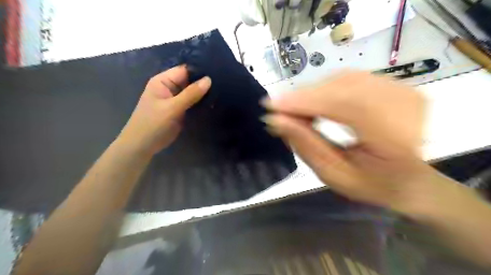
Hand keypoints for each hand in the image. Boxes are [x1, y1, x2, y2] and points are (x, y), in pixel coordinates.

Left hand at [120, 64, 213, 154]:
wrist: (143, 146)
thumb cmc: (153, 124)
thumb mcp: (172, 108)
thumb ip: (190, 94)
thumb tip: (209, 79)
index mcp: (163, 81)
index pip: (185, 70)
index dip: (200, 71)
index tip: (217, 72)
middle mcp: (169, 88)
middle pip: (190, 81)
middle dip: (204, 83)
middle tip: (223, 83)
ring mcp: (175, 100)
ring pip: (193, 92)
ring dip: (204, 94)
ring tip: (222, 92)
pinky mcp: (180, 110)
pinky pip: (192, 103)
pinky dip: (201, 103)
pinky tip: (214, 103)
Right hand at [263, 70, 438, 214]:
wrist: (411, 179)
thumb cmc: (373, 184)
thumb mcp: (334, 175)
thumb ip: (306, 146)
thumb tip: (276, 120)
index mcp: (395, 136)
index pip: (343, 105)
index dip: (304, 102)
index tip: (272, 106)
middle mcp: (404, 104)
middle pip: (341, 87)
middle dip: (304, 96)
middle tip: (279, 110)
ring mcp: (402, 89)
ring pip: (343, 79)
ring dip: (312, 93)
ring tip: (294, 109)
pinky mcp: (395, 84)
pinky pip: (350, 79)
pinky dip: (325, 89)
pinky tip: (313, 103)